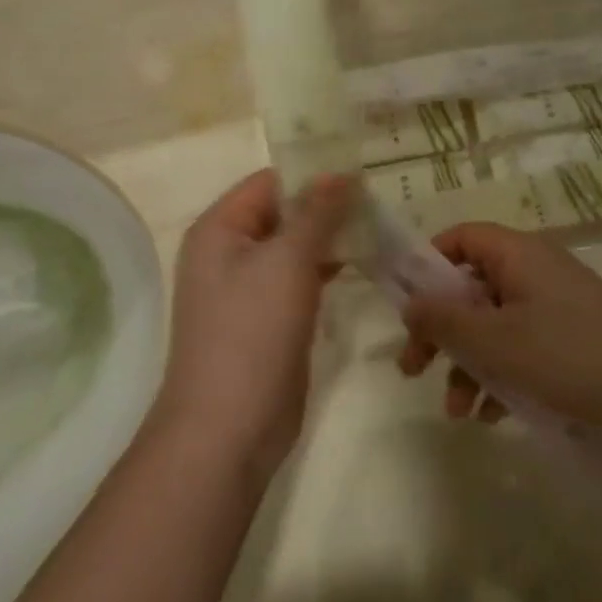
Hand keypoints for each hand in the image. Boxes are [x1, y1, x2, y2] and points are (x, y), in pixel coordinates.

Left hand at [155, 171, 352, 478]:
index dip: (314, 175)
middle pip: (285, 213)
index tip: (364, 175)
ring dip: (333, 237)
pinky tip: (363, 264)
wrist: (228, 429)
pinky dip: (328, 268)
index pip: (271, 182)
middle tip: (380, 202)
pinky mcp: (268, 319)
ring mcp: (249, 288)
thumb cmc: (252, 332)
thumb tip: (341, 172)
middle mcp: (230, 252)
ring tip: (380, 227)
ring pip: (296, 247)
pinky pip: (300, 279)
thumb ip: (317, 212)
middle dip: (329, 207)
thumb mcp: (287, 260)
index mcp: (221, 229)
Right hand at [398, 224, 601, 438]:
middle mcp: (534, 268)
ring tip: (460, 412)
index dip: (428, 266)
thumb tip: (410, 302)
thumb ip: (446, 322)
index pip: (461, 238)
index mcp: (516, 254)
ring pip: (495, 322)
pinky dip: (503, 372)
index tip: (408, 307)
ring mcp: (555, 301)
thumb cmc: (567, 354)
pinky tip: (495, 415)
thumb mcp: (496, 342)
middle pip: (472, 287)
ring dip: (471, 363)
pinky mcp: (572, 333)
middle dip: (442, 331)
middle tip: (414, 370)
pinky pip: (523, 343)